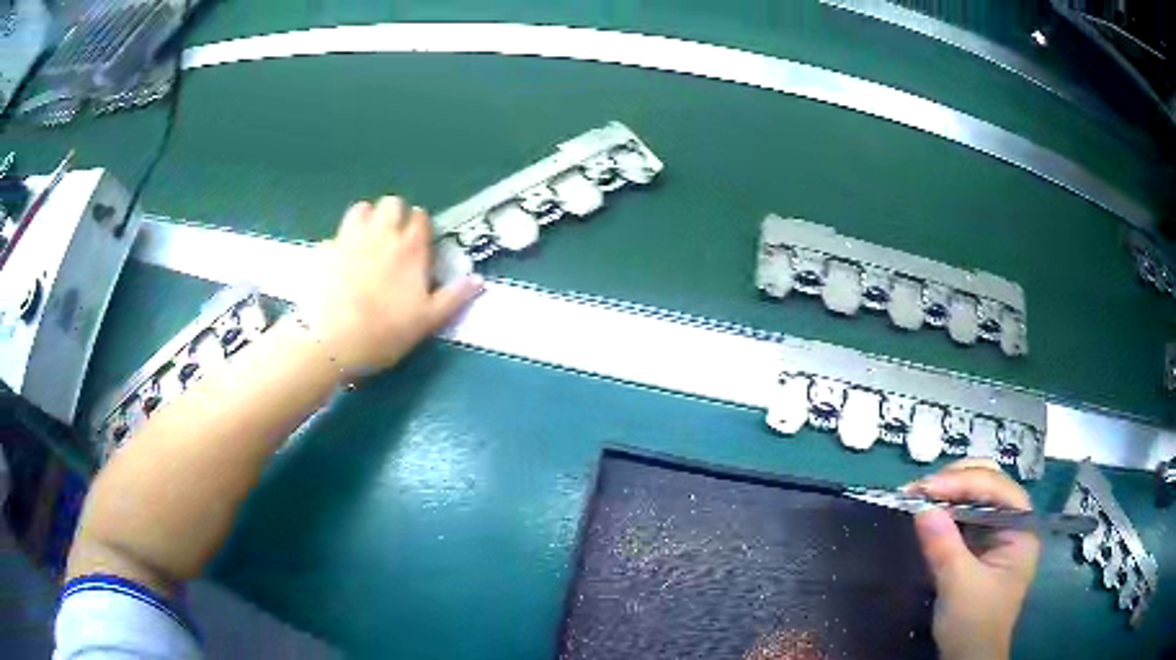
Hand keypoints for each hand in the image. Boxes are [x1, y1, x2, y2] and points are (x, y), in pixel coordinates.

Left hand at [297, 197, 482, 374]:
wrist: (333, 339)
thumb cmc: (385, 332)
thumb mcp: (428, 321)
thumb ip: (454, 297)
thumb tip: (479, 280)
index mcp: (410, 249)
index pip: (420, 218)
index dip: (420, 226)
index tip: (419, 242)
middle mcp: (383, 235)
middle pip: (392, 203)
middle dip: (395, 214)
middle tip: (393, 238)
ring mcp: (352, 238)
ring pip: (363, 208)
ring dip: (368, 218)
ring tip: (367, 241)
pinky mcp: (326, 249)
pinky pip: (337, 233)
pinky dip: (341, 240)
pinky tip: (340, 259)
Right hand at [906, 459, 1039, 659]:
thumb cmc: (973, 624)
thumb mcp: (959, 587)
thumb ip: (944, 546)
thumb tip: (920, 507)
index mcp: (1021, 527)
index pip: (997, 487)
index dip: (963, 481)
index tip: (925, 488)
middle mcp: (1012, 522)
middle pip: (988, 483)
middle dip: (954, 480)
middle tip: (919, 489)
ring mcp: (995, 533)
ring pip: (974, 496)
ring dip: (946, 493)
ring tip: (916, 496)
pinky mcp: (977, 546)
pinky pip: (962, 517)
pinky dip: (943, 511)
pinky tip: (926, 512)